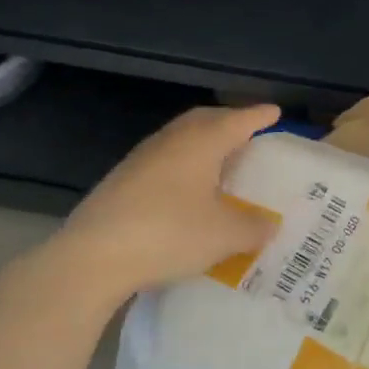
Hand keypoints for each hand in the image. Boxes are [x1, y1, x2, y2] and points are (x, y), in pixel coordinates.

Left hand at [11, 104, 281, 311]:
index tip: (274, 112)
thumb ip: (252, 228)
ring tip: (219, 160)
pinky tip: (185, 190)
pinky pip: (163, 160)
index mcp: (201, 142)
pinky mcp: (121, 180)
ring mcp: (141, 159)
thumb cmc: (169, 233)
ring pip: (180, 139)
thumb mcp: (224, 235)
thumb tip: (268, 225)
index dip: (258, 116)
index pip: (237, 120)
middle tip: (247, 131)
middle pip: (204, 120)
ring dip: (202, 143)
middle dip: (228, 121)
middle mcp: (171, 141)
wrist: (93, 256)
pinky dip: (182, 165)